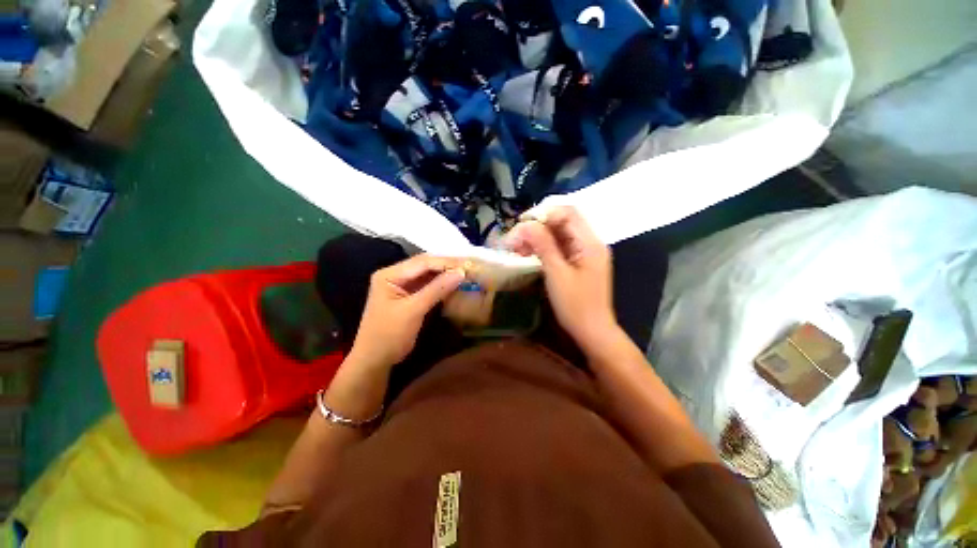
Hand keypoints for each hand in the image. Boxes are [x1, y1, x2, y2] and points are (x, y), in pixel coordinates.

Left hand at [348, 255, 464, 368]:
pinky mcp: (409, 295)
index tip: (466, 265)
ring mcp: (402, 285)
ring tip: (465, 273)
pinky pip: (428, 285)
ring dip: (446, 274)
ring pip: (428, 274)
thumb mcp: (413, 310)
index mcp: (390, 274)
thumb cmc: (389, 334)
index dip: (445, 262)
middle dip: (447, 265)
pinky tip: (455, 283)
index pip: (422, 262)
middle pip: (425, 265)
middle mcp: (395, 275)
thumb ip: (437, 289)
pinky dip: (442, 284)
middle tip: (468, 266)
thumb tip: (460, 273)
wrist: (375, 360)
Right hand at [507, 206, 618, 351]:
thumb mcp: (557, 273)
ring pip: (559, 234)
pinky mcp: (578, 262)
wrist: (592, 331)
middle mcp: (590, 242)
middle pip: (562, 222)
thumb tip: (526, 224)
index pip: (567, 213)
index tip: (521, 223)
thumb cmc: (575, 305)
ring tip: (518, 247)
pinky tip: (528, 254)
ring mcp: (585, 252)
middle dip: (537, 226)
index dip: (543, 213)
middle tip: (515, 238)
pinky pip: (560, 247)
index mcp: (590, 242)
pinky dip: (543, 247)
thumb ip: (543, 245)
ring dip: (538, 237)